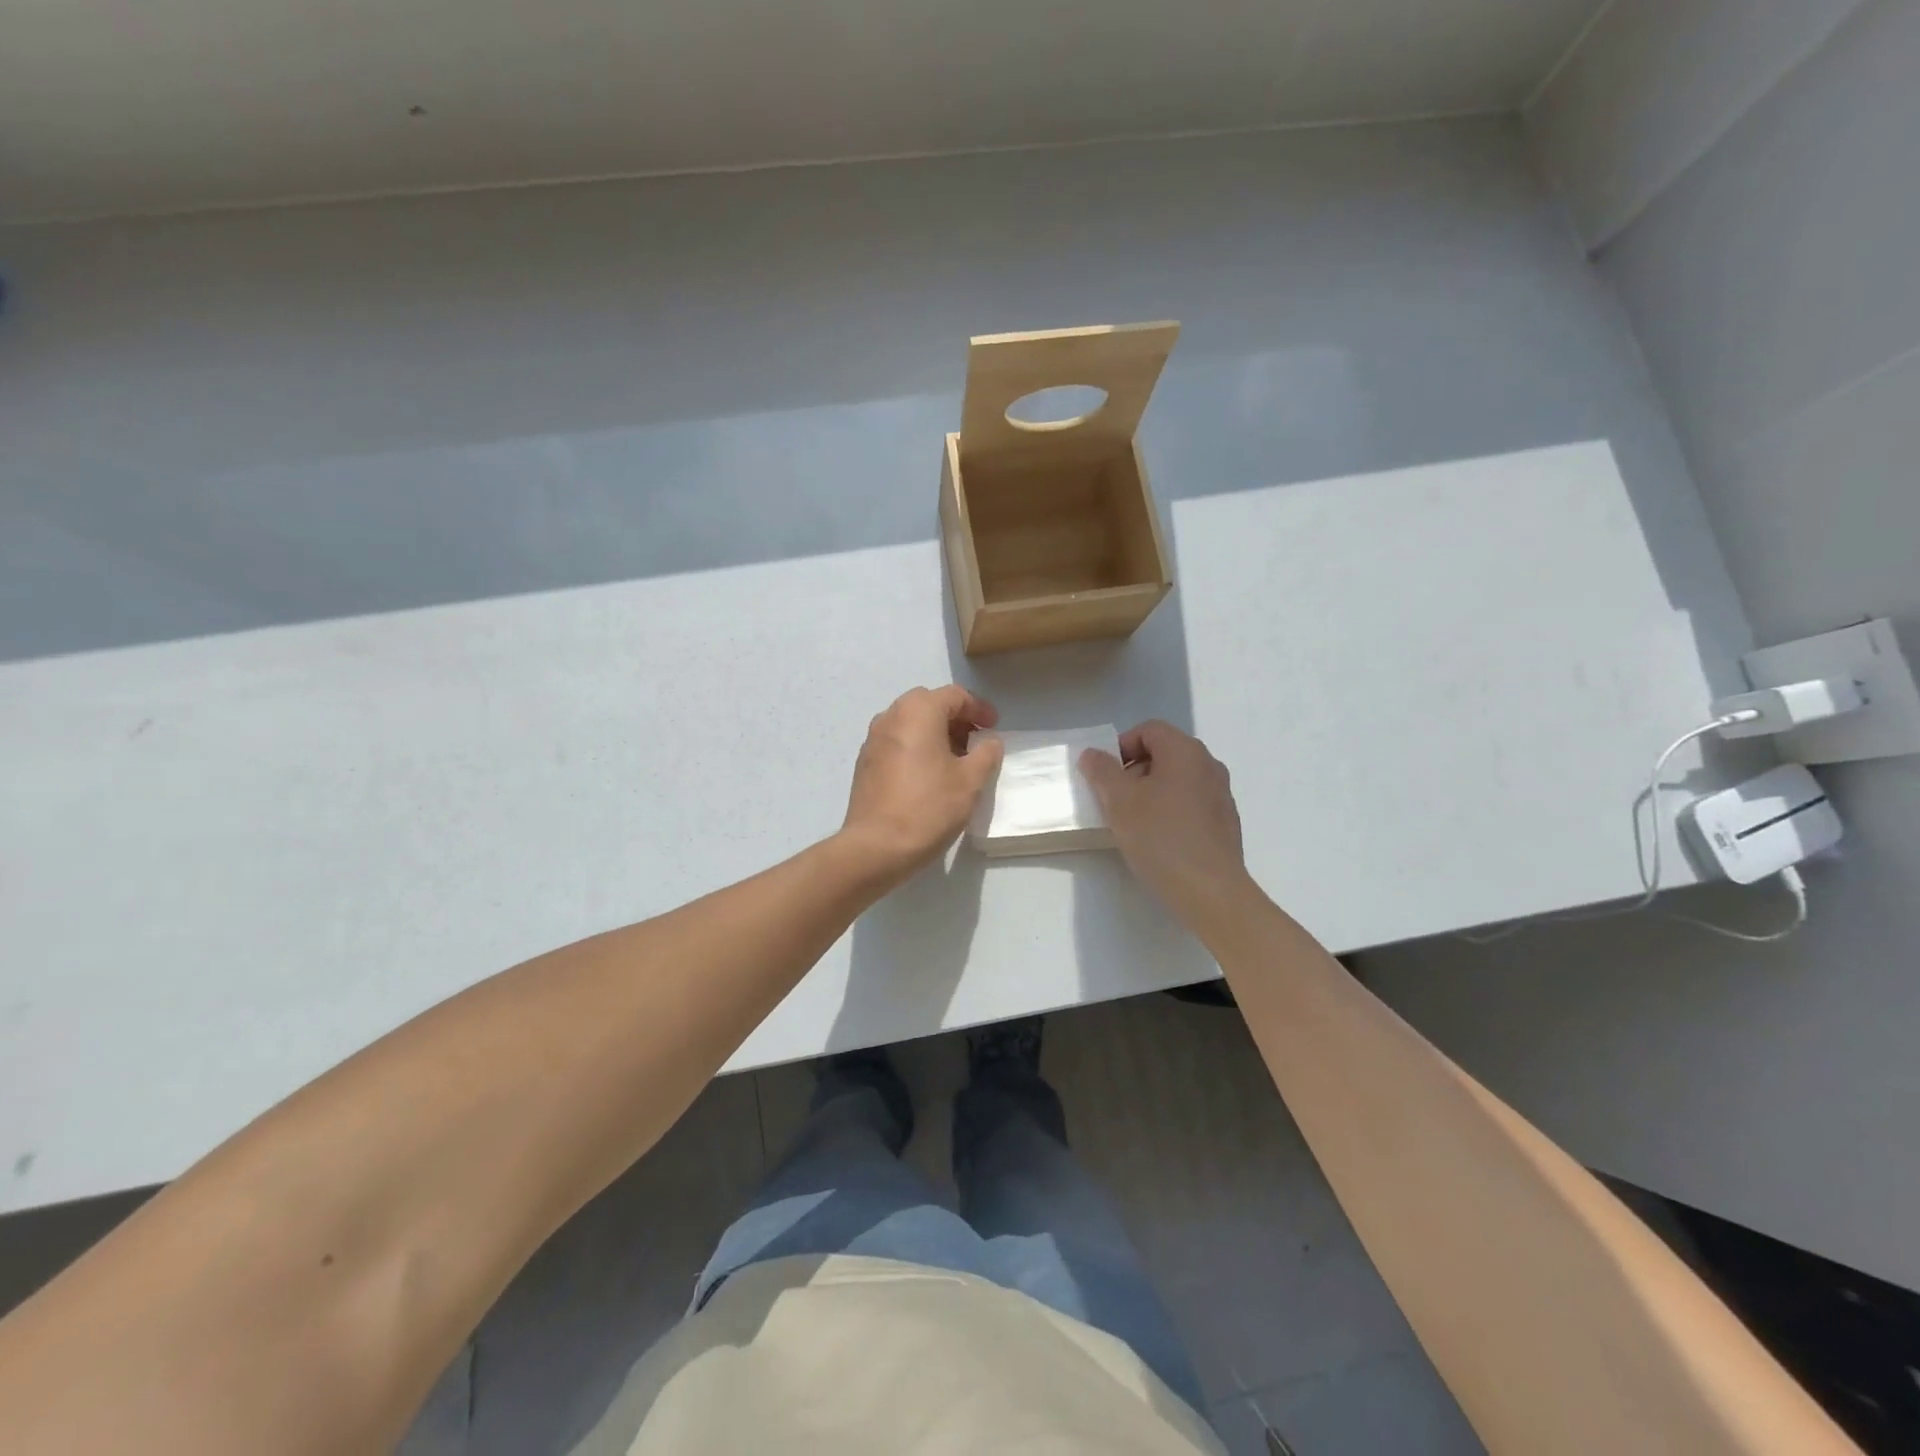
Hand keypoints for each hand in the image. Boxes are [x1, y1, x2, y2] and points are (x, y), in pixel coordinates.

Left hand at [840, 686, 1003, 882]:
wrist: (876, 847)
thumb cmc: (929, 807)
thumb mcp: (970, 781)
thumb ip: (986, 754)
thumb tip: (989, 741)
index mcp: (918, 712)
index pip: (954, 695)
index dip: (979, 708)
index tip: (994, 728)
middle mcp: (891, 716)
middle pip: (929, 704)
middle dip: (955, 718)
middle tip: (975, 742)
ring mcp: (873, 739)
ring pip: (910, 723)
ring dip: (935, 733)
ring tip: (955, 760)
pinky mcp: (865, 763)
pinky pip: (896, 742)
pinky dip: (916, 747)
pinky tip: (929, 775)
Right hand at [1080, 720, 1252, 926]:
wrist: (1210, 891)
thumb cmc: (1160, 837)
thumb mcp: (1119, 801)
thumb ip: (1102, 771)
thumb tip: (1093, 754)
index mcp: (1185, 751)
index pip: (1148, 730)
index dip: (1121, 746)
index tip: (1104, 775)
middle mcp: (1208, 765)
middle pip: (1164, 753)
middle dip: (1134, 770)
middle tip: (1114, 799)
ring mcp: (1221, 794)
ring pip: (1177, 779)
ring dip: (1151, 792)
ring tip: (1132, 822)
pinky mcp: (1225, 822)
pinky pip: (1190, 803)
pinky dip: (1170, 810)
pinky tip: (1158, 839)